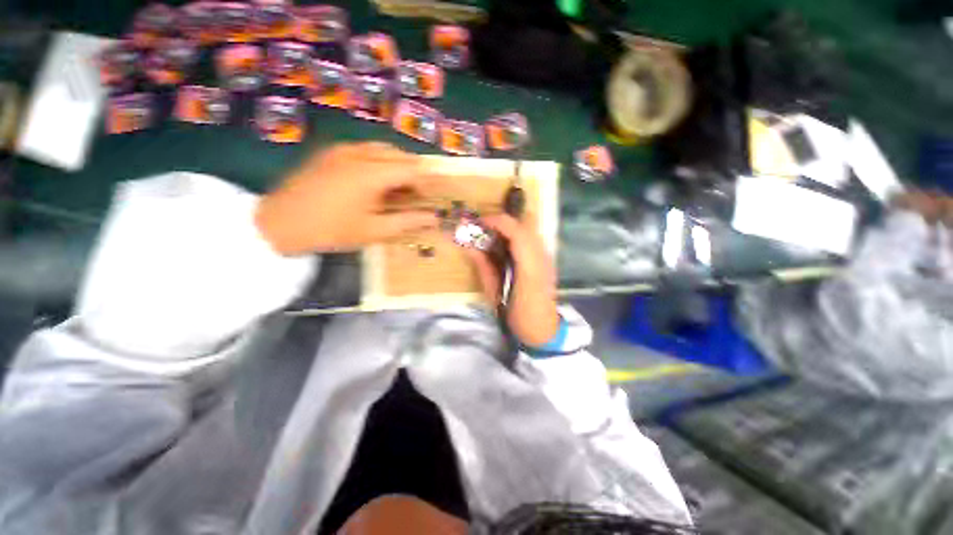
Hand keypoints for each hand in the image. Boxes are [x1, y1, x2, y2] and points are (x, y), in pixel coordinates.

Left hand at [255, 143, 438, 254]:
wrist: (279, 223)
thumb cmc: (331, 230)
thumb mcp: (374, 230)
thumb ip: (408, 221)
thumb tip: (433, 219)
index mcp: (372, 173)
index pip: (412, 169)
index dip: (424, 183)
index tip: (426, 199)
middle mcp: (360, 153)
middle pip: (399, 154)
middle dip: (412, 172)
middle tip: (414, 195)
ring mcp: (342, 149)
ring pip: (381, 149)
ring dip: (395, 165)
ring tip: (395, 188)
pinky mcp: (330, 152)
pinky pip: (364, 149)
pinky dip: (378, 161)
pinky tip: (372, 181)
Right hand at [465, 214, 559, 346]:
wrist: (543, 329)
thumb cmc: (517, 316)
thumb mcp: (494, 294)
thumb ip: (483, 267)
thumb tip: (469, 246)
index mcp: (529, 269)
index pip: (517, 232)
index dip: (497, 222)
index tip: (479, 223)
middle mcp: (542, 257)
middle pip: (526, 225)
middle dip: (503, 222)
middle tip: (484, 229)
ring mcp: (547, 258)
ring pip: (530, 229)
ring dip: (510, 227)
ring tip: (492, 236)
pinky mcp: (548, 260)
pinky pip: (532, 238)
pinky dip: (517, 235)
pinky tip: (506, 246)